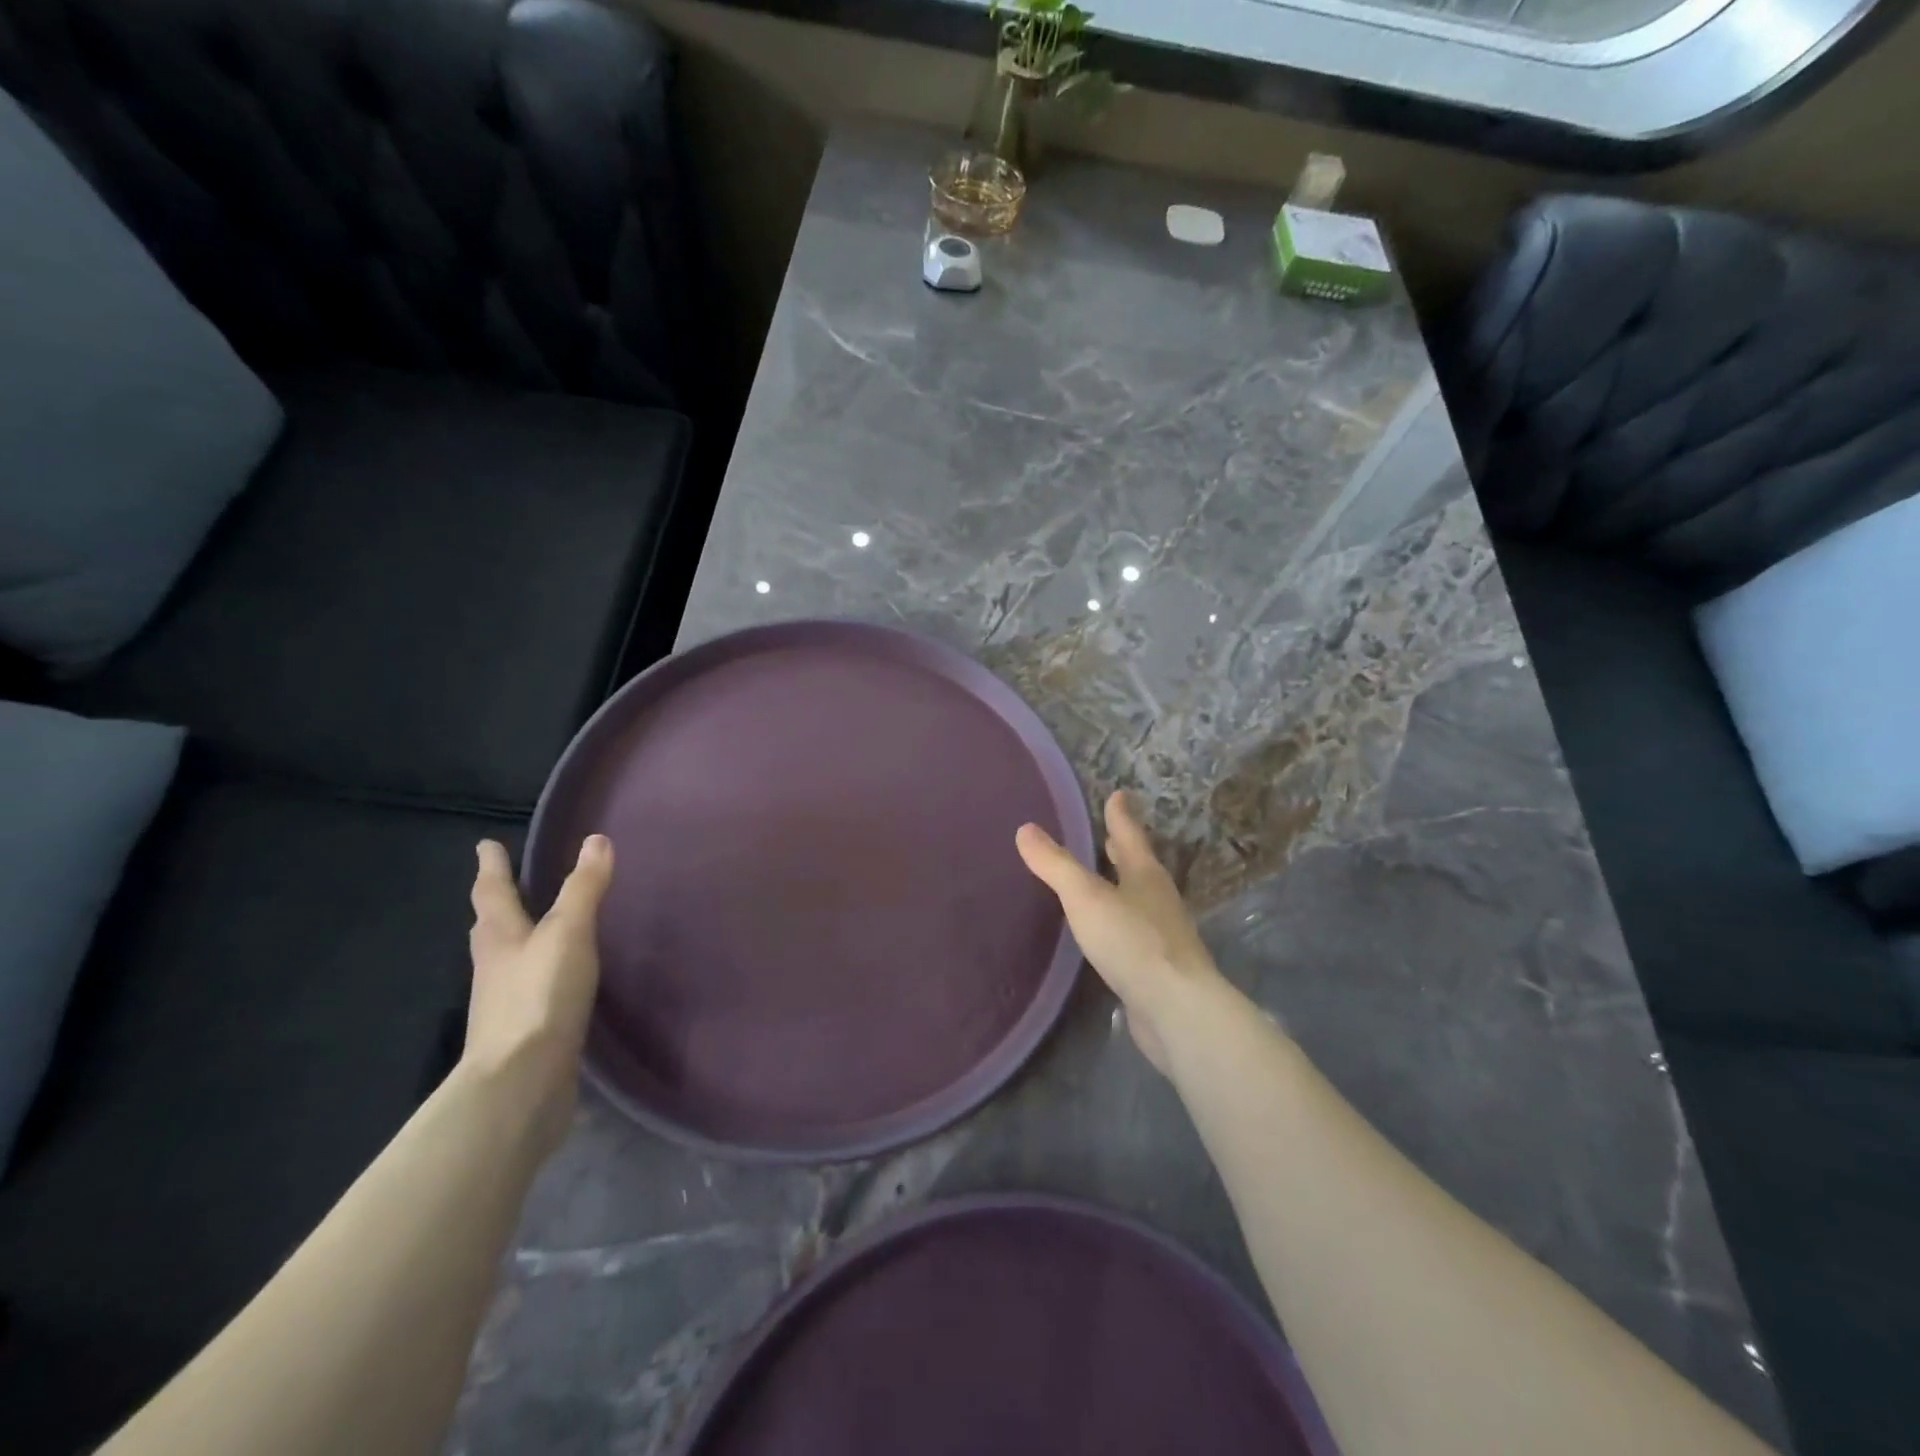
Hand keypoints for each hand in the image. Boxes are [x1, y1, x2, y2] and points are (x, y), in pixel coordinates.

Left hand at [465, 836, 613, 1152]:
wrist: (521, 1085)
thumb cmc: (540, 997)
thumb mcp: (568, 934)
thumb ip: (583, 889)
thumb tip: (596, 840)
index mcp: (500, 938)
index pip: (492, 892)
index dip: (492, 867)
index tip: (486, 845)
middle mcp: (495, 968)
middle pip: (491, 928)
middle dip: (497, 905)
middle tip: (503, 886)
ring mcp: (505, 1004)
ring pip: (507, 961)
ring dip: (516, 942)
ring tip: (534, 931)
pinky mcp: (523, 1035)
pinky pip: (529, 992)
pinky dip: (538, 977)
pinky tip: (558, 983)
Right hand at [1017, 792, 1222, 1073]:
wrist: (1175, 1009)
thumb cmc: (1132, 941)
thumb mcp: (1086, 897)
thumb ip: (1056, 865)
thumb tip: (1026, 829)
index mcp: (1145, 875)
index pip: (1130, 835)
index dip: (1120, 814)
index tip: (1119, 793)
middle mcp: (1158, 899)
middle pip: (1139, 865)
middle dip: (1124, 849)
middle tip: (1111, 833)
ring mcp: (1162, 935)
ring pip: (1138, 899)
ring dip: (1122, 885)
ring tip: (1105, 879)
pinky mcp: (1157, 967)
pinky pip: (1134, 933)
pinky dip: (1120, 922)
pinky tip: (1107, 933)